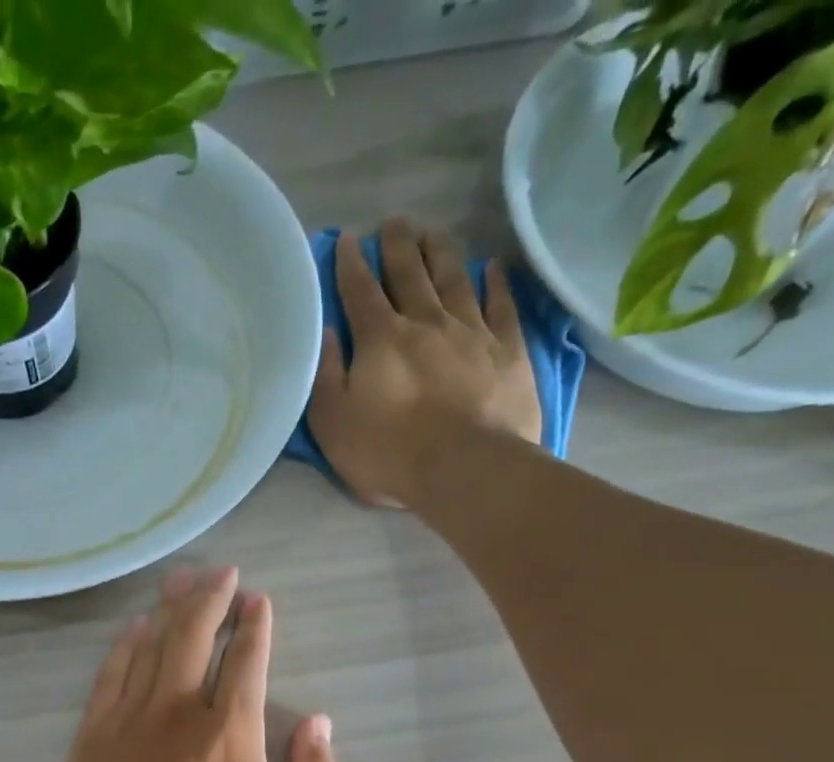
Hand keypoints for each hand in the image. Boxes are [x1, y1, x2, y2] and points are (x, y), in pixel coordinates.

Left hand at [52, 566, 339, 761]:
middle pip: (194, 635)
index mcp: (232, 734)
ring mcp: (129, 721)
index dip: (255, 624)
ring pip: (150, 646)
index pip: (247, 660)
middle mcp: (179, 712)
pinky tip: (134, 627)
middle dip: (211, 596)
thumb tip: (320, 724)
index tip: (258, 600)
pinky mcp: (91, 738)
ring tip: (181, 580)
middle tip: (221, 572)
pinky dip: (124, 646)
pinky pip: (109, 676)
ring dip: (169, 608)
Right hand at [306, 217, 541, 510]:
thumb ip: (326, 376)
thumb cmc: (389, 454)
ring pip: (454, 279)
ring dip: (442, 252)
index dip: (351, 264)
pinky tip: (491, 267)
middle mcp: (425, 322)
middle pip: (409, 273)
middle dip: (398, 245)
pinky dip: (495, 283)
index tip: (348, 239)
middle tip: (394, 221)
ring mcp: (471, 332)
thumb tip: (326, 332)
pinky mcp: (507, 350)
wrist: (464, 468)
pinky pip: (501, 305)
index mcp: (380, 339)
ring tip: (434, 231)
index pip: (360, 291)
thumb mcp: (334, 424)